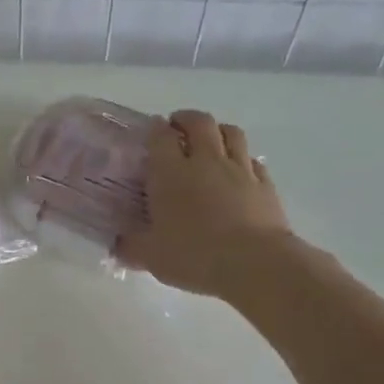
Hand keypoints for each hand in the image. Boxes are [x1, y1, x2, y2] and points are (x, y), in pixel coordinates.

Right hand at [115, 109, 292, 299]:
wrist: (254, 264)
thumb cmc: (194, 255)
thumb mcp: (151, 257)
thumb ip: (131, 246)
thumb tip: (118, 244)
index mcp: (170, 174)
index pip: (161, 136)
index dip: (155, 129)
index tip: (152, 131)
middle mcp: (205, 162)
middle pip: (200, 122)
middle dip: (186, 119)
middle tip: (178, 128)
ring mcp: (239, 170)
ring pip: (231, 132)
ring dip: (218, 130)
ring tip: (210, 140)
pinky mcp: (265, 184)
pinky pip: (253, 160)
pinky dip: (243, 158)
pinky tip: (238, 170)